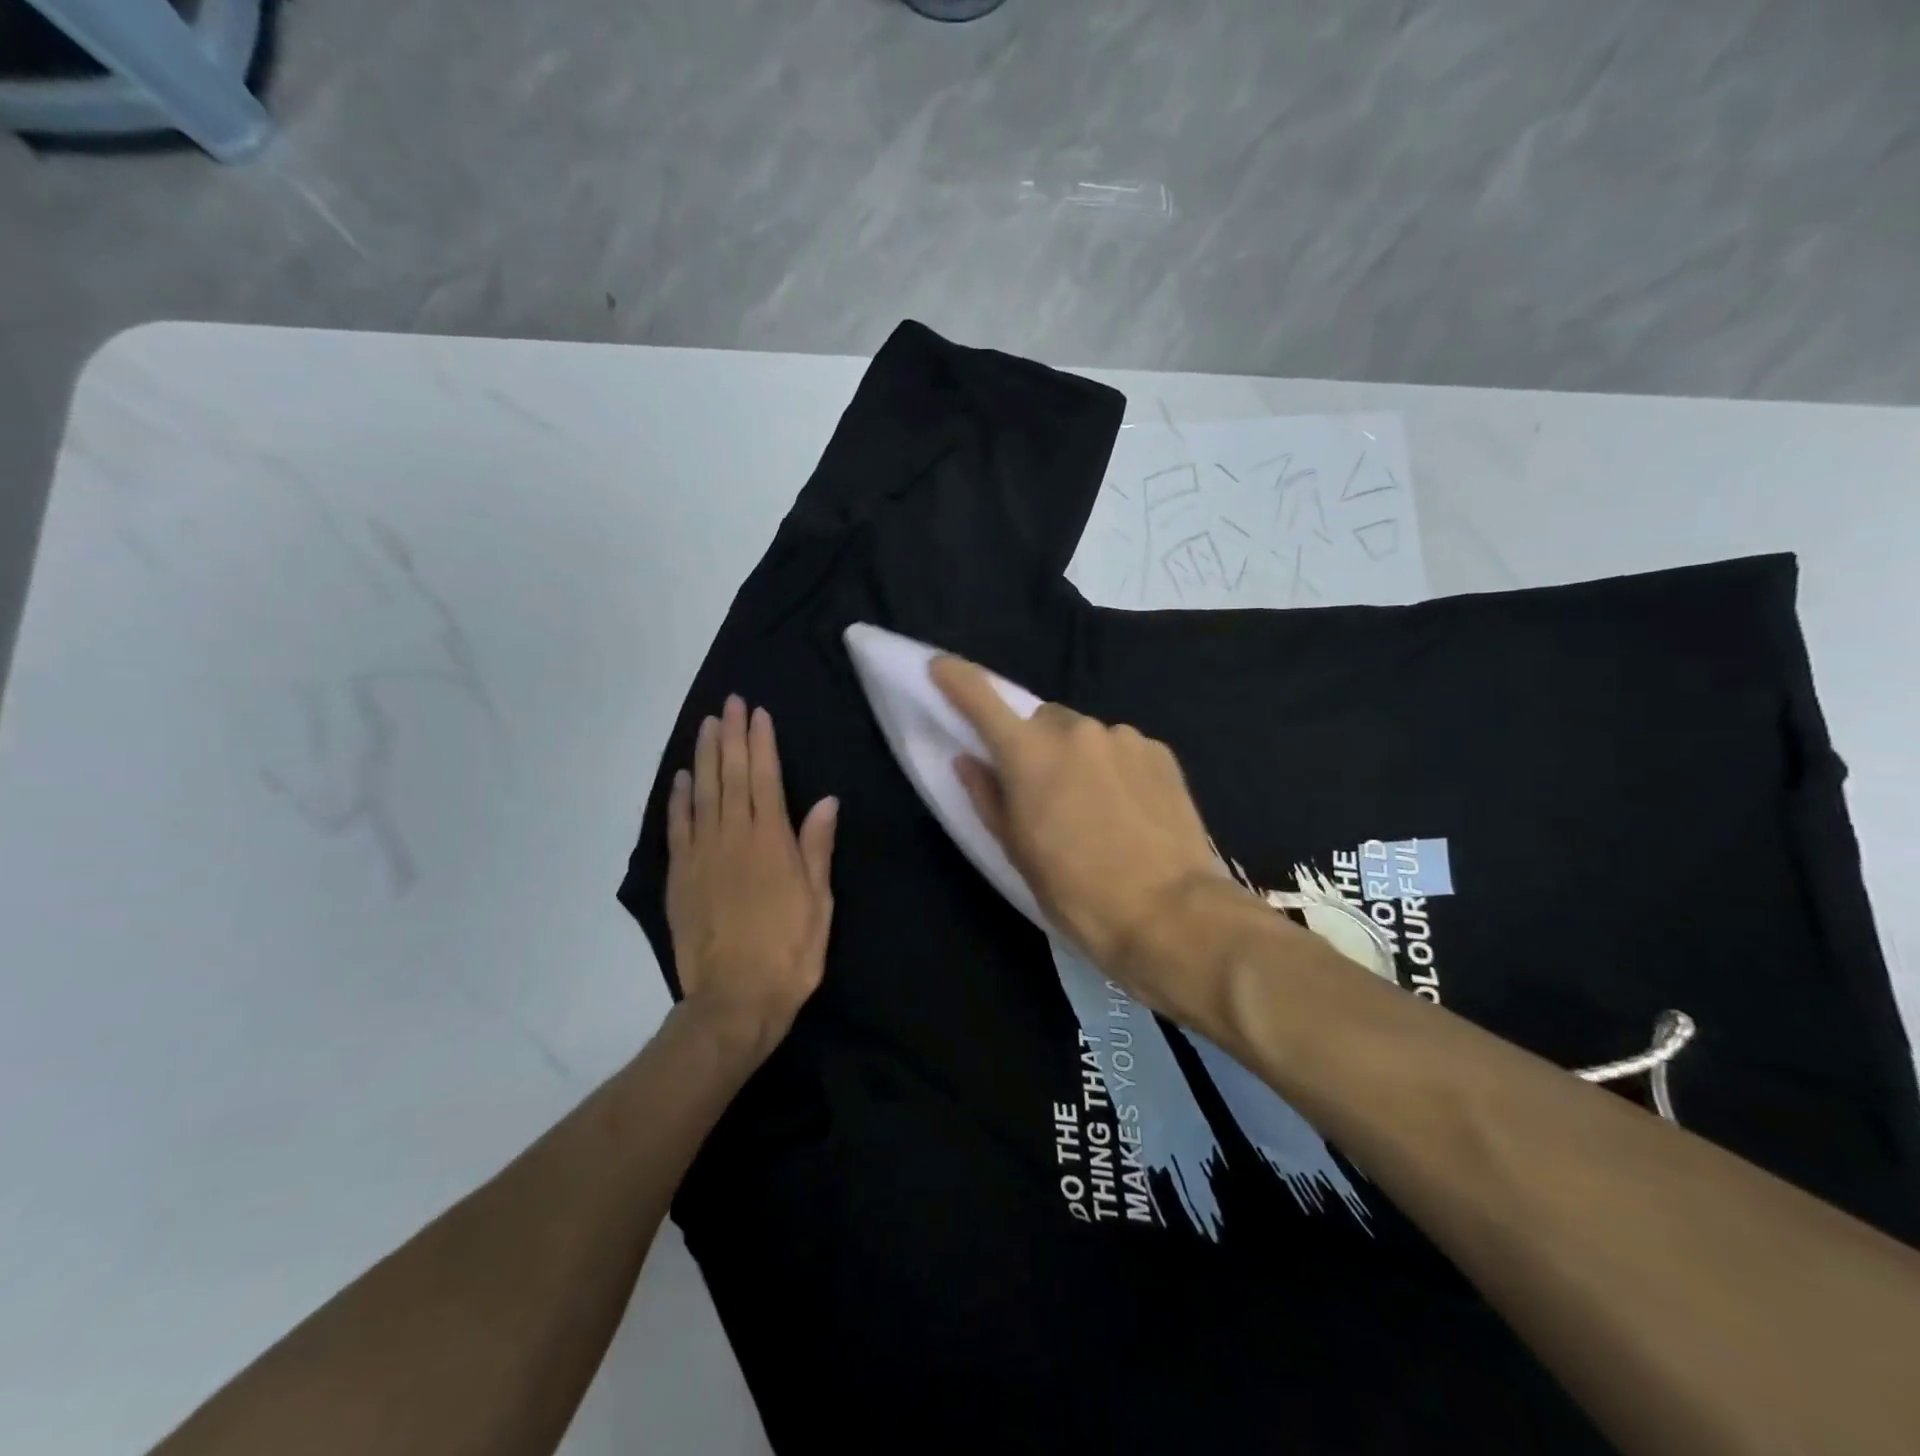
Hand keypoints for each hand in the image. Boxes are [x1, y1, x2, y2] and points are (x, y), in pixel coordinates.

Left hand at [666, 695, 837, 1063]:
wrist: (734, 1000)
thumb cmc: (790, 951)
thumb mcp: (819, 902)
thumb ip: (817, 847)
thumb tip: (826, 800)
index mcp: (771, 842)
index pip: (764, 779)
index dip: (761, 743)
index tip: (757, 713)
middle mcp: (733, 838)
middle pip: (730, 776)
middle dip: (731, 737)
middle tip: (729, 704)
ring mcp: (702, 855)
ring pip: (702, 793)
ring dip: (704, 756)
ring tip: (707, 726)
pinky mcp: (680, 876)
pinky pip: (677, 827)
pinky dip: (678, 799)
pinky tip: (681, 778)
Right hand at [929, 655, 1228, 1019]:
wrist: (1170, 913)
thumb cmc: (1077, 892)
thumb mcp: (1019, 852)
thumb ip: (988, 796)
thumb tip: (970, 760)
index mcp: (1029, 754)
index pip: (982, 700)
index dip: (957, 679)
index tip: (942, 666)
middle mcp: (1075, 730)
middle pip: (1042, 721)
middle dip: (1036, 745)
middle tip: (1045, 791)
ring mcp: (1122, 737)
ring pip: (1085, 735)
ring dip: (1079, 757)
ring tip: (1096, 808)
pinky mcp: (1159, 751)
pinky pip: (1121, 748)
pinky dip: (1114, 768)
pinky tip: (1129, 808)